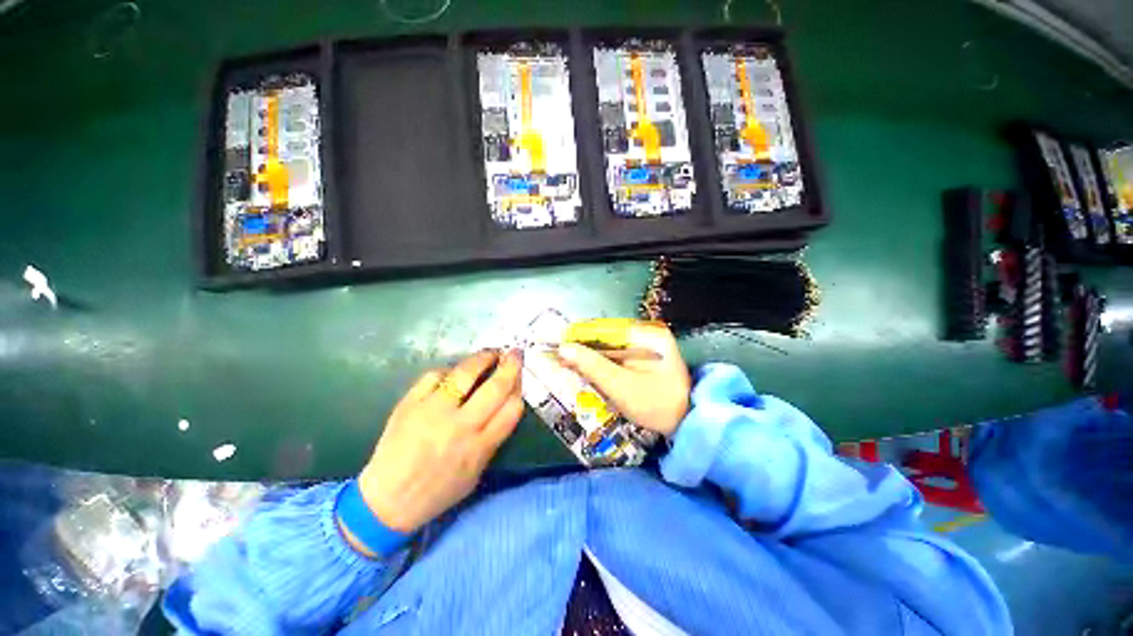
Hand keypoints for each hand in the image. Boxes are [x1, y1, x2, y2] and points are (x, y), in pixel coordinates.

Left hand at [357, 350, 523, 533]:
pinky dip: (447, 371)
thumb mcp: (476, 473)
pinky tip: (452, 373)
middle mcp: (460, 426)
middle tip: (515, 353)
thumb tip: (506, 404)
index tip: (520, 377)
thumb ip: (493, 439)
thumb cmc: (438, 491)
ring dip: (483, 358)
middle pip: (495, 387)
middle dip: (510, 366)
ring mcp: (433, 412)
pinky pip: (434, 376)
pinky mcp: (410, 404)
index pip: (512, 408)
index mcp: (479, 446)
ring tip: (490, 353)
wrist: (386, 502)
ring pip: (465, 374)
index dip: (519, 388)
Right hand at [557, 321, 690, 435]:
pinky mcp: (645, 357)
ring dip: (591, 356)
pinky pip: (618, 356)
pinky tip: (588, 370)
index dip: (579, 337)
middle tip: (560, 358)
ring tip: (568, 364)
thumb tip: (563, 347)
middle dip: (584, 348)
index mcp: (646, 335)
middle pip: (606, 337)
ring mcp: (647, 345)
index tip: (558, 345)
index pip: (604, 329)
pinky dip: (602, 363)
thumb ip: (592, 365)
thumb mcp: (621, 386)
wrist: (686, 423)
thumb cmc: (656, 405)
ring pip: (610, 346)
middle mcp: (647, 334)